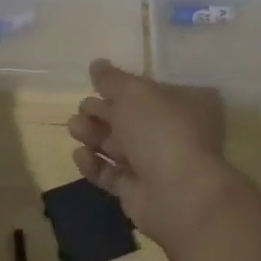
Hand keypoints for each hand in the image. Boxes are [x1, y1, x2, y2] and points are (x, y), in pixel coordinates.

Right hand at [67, 59, 231, 247]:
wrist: (179, 194)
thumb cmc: (162, 131)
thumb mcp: (134, 93)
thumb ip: (112, 79)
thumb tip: (97, 65)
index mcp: (186, 105)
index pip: (149, 92)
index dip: (122, 88)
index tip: (96, 85)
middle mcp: (174, 134)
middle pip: (130, 119)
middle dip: (102, 112)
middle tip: (82, 109)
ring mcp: (158, 166)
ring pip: (118, 147)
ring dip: (94, 135)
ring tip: (75, 129)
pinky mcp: (139, 193)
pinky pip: (112, 175)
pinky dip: (94, 165)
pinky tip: (80, 155)